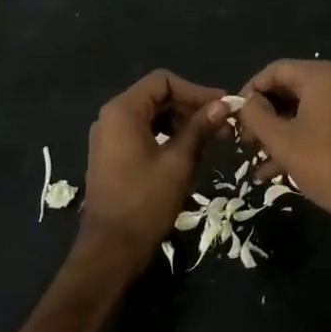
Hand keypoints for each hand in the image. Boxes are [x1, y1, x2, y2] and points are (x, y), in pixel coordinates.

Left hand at [80, 70, 229, 265]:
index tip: (221, 107)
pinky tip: (189, 154)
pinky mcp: (112, 156)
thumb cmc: (145, 201)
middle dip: (190, 107)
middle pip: (157, 97)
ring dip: (181, 123)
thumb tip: (222, 105)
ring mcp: (108, 138)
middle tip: (221, 125)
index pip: (163, 81)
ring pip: (151, 116)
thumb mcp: (178, 161)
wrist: (111, 249)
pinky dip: (166, 138)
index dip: (195, 90)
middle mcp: (111, 117)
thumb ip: (199, 128)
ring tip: (210, 140)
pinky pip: (142, 134)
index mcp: (122, 111)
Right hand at [235, 60, 330, 230]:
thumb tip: (246, 102)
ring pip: (306, 106)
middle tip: (247, 140)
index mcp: (323, 75)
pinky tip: (281, 165)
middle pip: (292, 86)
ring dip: (281, 129)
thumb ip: (256, 115)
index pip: (275, 70)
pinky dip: (303, 134)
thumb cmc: (327, 165)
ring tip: (259, 158)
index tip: (235, 116)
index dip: (250, 91)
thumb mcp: (282, 141)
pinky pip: (324, 118)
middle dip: (266, 114)